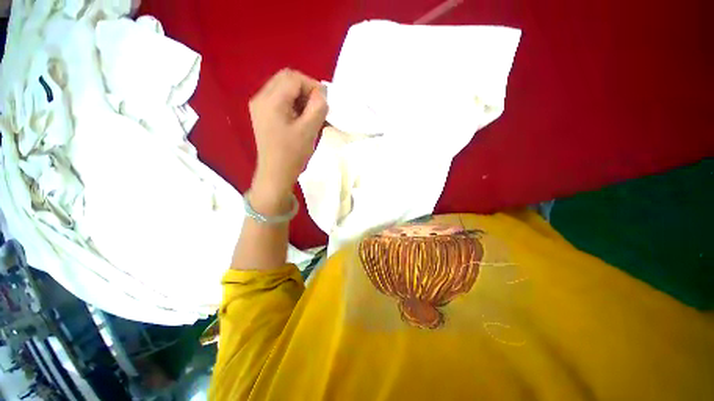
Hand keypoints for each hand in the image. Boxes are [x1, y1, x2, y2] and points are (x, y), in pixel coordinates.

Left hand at [248, 69, 327, 211]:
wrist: (276, 174)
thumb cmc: (292, 154)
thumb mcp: (309, 130)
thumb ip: (318, 107)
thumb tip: (322, 94)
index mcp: (271, 101)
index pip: (294, 78)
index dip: (312, 86)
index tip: (325, 102)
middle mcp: (261, 98)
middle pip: (286, 80)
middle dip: (306, 90)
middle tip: (318, 107)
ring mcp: (260, 107)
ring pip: (283, 90)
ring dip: (301, 98)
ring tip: (312, 115)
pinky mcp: (263, 115)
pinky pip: (280, 101)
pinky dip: (294, 105)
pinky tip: (302, 119)